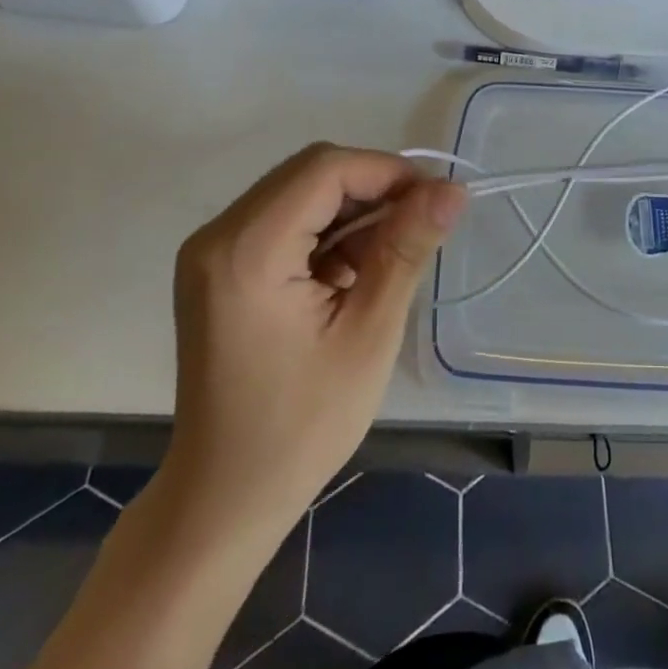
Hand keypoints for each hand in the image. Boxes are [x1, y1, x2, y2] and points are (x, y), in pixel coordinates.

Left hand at [164, 143, 466, 541]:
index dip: (388, 172)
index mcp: (247, 251)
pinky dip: (328, 232)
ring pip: (301, 192)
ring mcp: (214, 251)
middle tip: (422, 225)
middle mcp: (218, 236)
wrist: (225, 498)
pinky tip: (354, 274)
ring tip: (390, 258)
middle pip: (311, 173)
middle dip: (374, 189)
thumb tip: (453, 188)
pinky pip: (286, 220)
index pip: (326, 170)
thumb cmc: (302, 425)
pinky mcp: (221, 267)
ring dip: (353, 212)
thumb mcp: (369, 332)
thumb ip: (407, 248)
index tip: (438, 201)